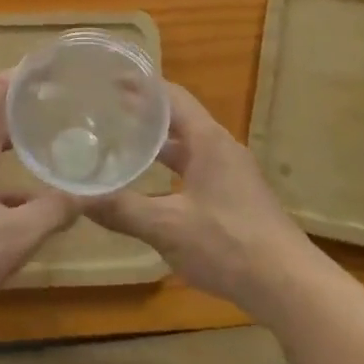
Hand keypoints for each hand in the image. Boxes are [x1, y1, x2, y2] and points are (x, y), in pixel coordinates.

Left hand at [0, 74, 76, 322]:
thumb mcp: (13, 238)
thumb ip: (54, 212)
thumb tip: (90, 195)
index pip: (1, 90)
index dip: (30, 76)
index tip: (61, 70)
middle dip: (32, 107)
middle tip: (71, 106)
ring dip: (19, 138)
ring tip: (57, 140)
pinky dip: (6, 166)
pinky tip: (31, 192)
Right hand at [86, 81, 317, 314]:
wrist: (287, 284)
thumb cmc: (228, 243)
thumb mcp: (167, 226)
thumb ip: (122, 210)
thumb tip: (76, 198)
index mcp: (208, 141)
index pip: (172, 97)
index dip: (142, 85)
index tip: (111, 79)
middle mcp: (221, 148)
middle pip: (179, 120)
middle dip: (144, 114)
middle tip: (106, 112)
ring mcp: (231, 174)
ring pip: (188, 148)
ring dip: (158, 144)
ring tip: (121, 144)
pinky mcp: (235, 198)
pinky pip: (196, 169)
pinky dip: (170, 168)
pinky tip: (151, 187)